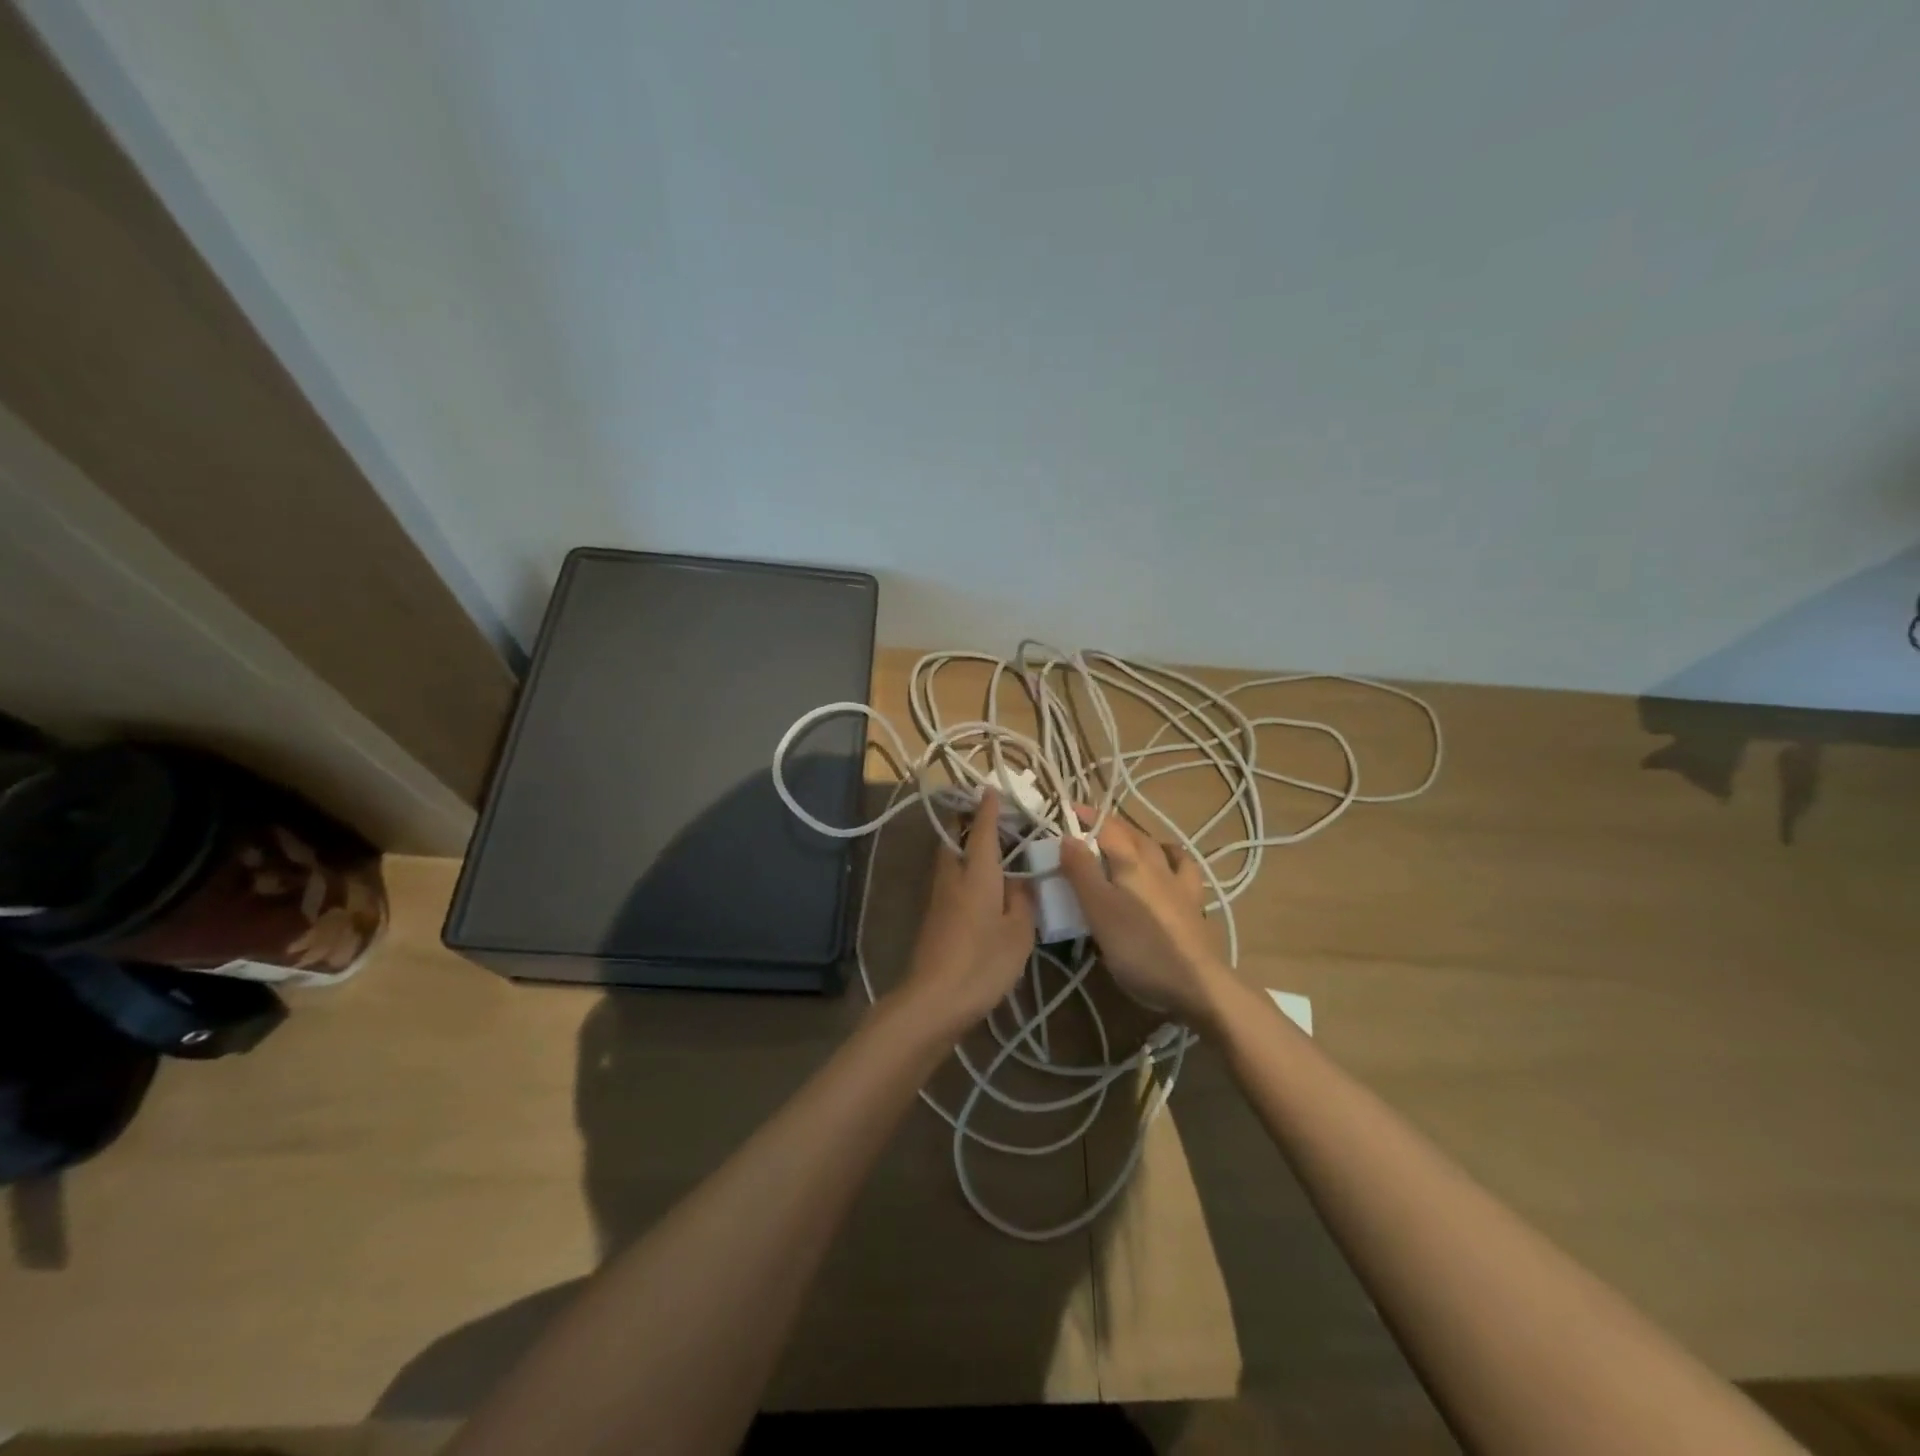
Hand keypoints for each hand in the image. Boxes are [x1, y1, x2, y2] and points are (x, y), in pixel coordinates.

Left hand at [897, 791, 1034, 1038]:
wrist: (933, 1000)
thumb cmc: (982, 962)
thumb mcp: (1018, 932)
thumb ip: (1021, 899)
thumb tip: (1019, 879)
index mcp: (976, 873)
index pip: (982, 830)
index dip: (988, 809)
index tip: (991, 789)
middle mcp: (952, 877)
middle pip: (955, 838)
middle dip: (968, 823)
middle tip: (993, 820)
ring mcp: (938, 897)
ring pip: (949, 859)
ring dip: (965, 846)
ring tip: (991, 850)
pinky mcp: (933, 917)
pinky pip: (950, 879)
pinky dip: (964, 870)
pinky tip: (981, 885)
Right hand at [1059, 813, 1230, 1026]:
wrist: (1197, 985)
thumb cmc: (1139, 947)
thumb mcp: (1099, 910)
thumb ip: (1081, 872)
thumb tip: (1067, 835)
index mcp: (1131, 862)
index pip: (1106, 827)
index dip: (1086, 816)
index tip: (1067, 810)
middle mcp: (1157, 864)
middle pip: (1132, 834)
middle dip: (1109, 824)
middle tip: (1087, 826)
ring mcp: (1179, 884)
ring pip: (1158, 847)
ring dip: (1139, 837)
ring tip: (1126, 840)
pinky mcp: (1194, 905)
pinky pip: (1183, 869)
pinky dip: (1172, 858)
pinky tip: (1168, 864)